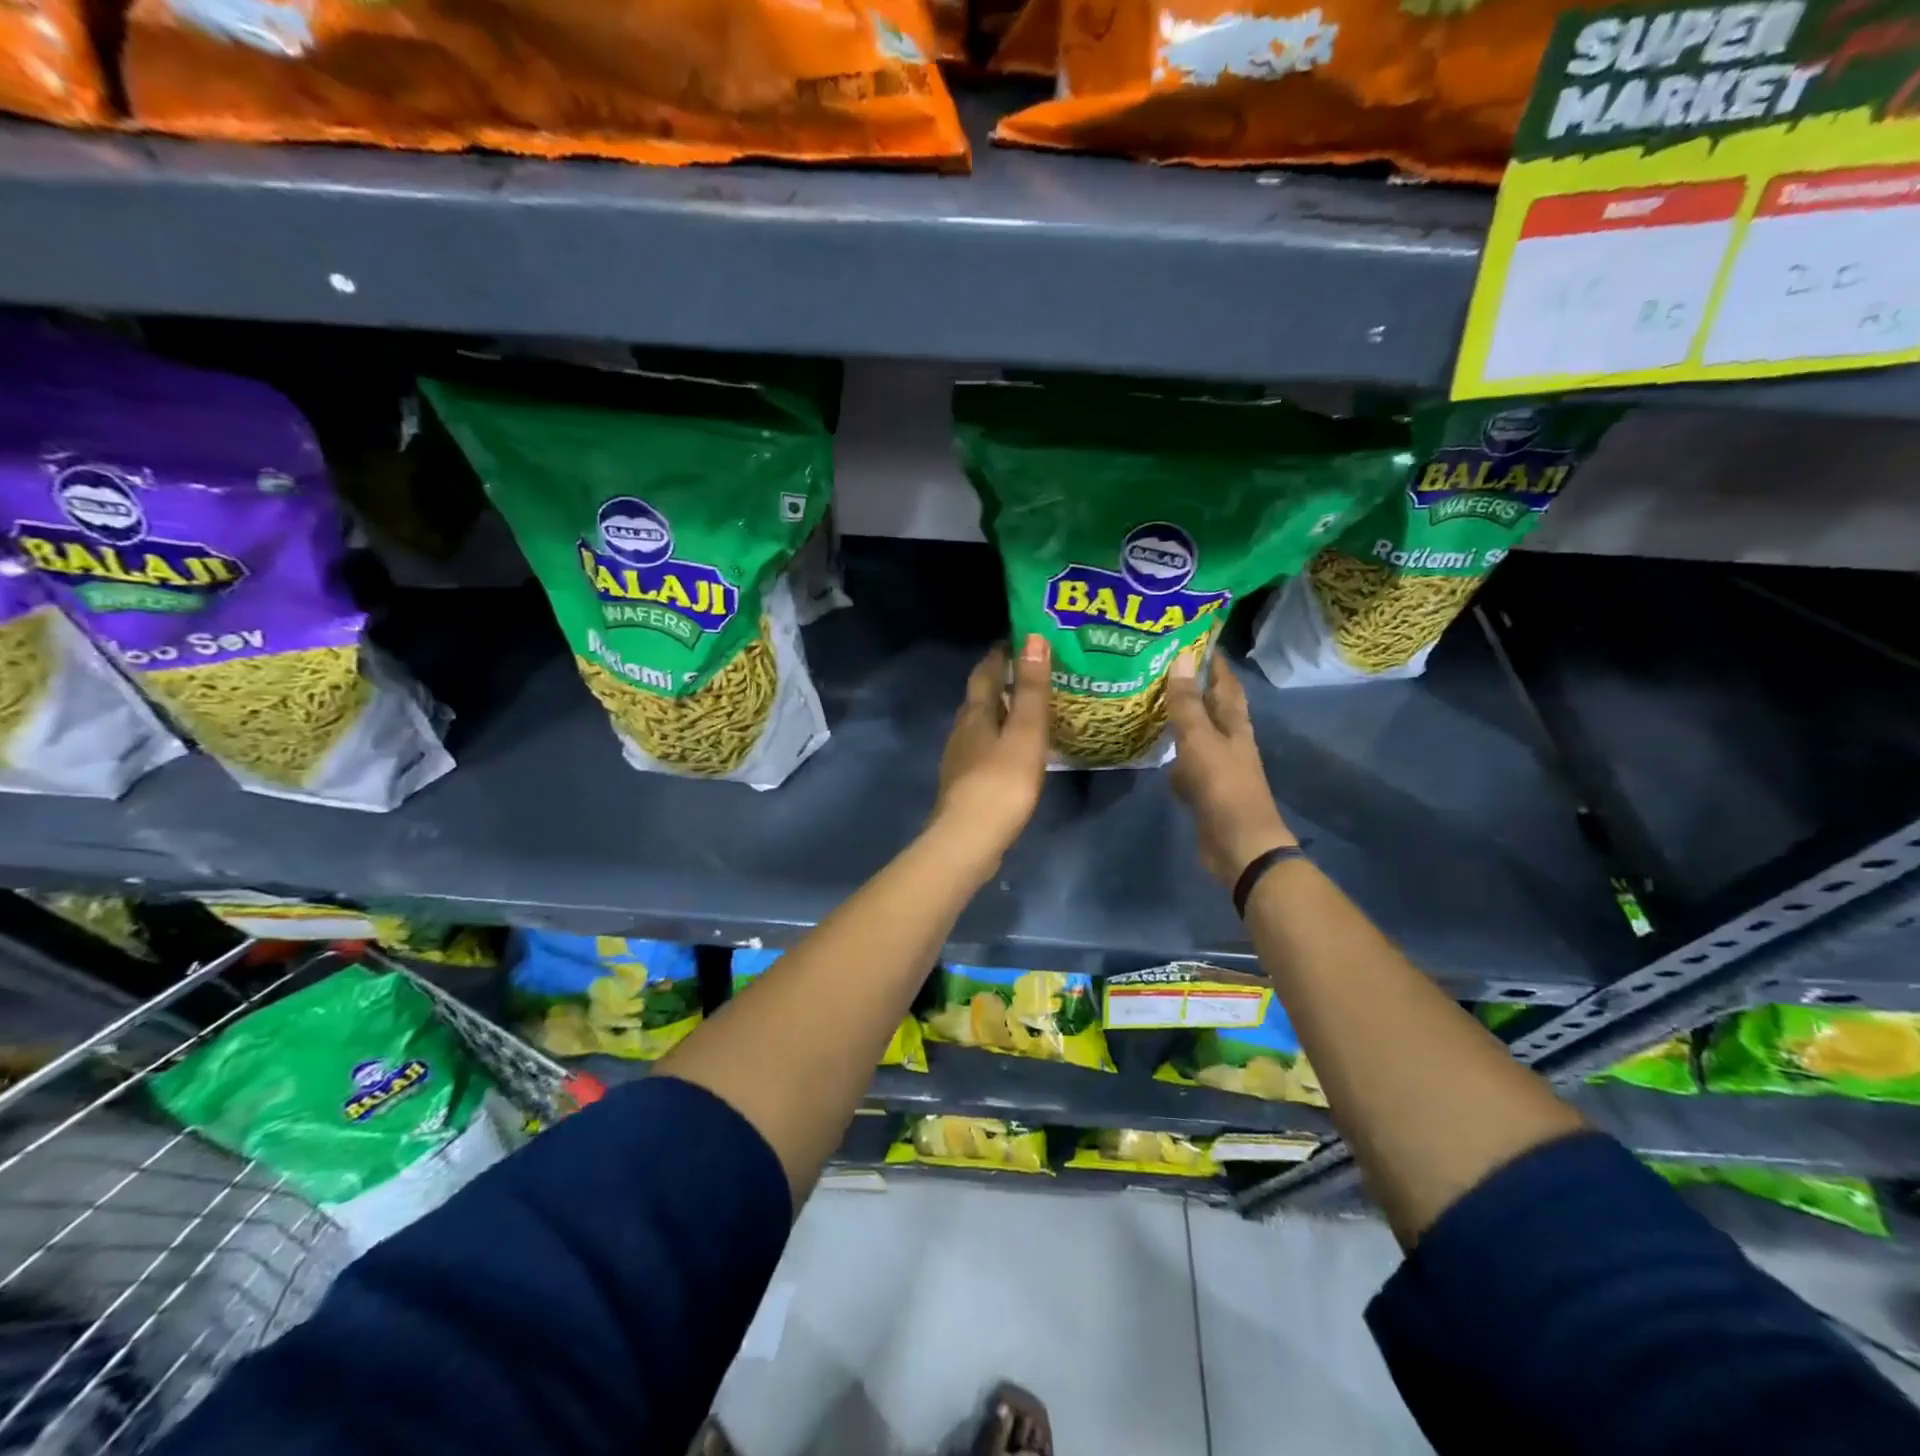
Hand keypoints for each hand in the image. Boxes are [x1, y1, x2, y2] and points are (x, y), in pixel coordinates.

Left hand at [931, 635, 1051, 872]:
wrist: (968, 839)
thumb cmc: (1002, 781)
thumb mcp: (1025, 732)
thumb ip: (1031, 688)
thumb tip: (1033, 638)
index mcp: (976, 713)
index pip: (985, 672)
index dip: (1000, 654)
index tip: (1019, 639)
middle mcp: (962, 730)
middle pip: (980, 698)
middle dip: (1001, 682)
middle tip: (1031, 673)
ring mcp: (959, 759)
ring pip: (980, 726)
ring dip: (1000, 714)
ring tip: (1027, 711)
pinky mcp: (964, 785)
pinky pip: (983, 751)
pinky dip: (999, 742)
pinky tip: (1014, 753)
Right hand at [1166, 653, 1295, 887]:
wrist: (1238, 844)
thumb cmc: (1222, 786)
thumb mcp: (1200, 740)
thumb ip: (1187, 703)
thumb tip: (1181, 657)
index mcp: (1234, 724)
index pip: (1226, 683)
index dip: (1214, 662)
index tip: (1195, 638)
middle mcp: (1229, 741)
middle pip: (1213, 707)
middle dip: (1194, 688)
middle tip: (1163, 667)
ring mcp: (1218, 767)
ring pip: (1198, 735)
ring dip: (1181, 721)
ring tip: (1153, 703)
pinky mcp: (1205, 790)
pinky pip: (1187, 764)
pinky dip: (1174, 755)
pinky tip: (1157, 753)